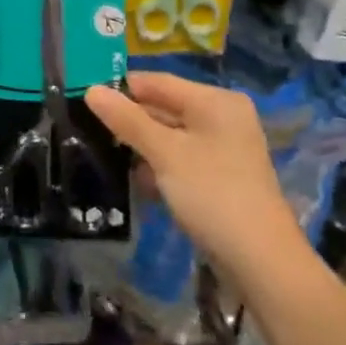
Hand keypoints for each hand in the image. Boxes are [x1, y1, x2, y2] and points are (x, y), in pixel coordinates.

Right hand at [85, 73, 303, 284]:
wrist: (262, 262)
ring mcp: (224, 148)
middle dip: (129, 120)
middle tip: (88, 129)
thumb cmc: (212, 194)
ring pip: (170, 135)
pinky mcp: (220, 176)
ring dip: (141, 146)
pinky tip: (137, 181)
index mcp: (215, 101)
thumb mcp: (164, 153)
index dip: (121, 89)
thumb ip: (127, 120)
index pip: (157, 82)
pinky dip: (159, 165)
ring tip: (105, 155)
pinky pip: (180, 158)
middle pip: (164, 107)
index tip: (83, 99)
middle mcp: (222, 117)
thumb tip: (90, 89)